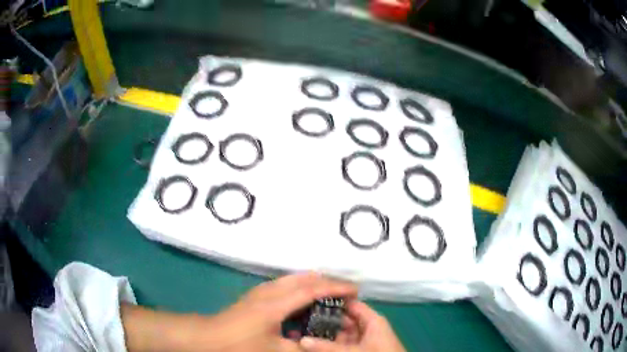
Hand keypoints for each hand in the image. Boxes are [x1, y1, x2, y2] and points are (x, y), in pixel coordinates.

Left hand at [207, 272, 356, 350]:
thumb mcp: (273, 351)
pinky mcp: (256, 295)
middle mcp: (270, 291)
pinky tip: (304, 298)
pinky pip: (285, 284)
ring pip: (293, 279)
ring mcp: (261, 291)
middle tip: (345, 290)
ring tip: (329, 292)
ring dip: (313, 282)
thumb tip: (317, 343)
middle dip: (327, 281)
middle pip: (304, 278)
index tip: (354, 289)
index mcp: (276, 304)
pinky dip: (301, 286)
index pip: (312, 290)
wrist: (209, 337)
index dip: (335, 288)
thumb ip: (300, 347)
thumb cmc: (240, 345)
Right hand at [299, 300, 404, 351]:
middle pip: (343, 320)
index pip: (351, 305)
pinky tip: (314, 345)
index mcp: (372, 321)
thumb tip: (302, 340)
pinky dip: (330, 345)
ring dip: (325, 335)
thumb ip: (327, 347)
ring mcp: (363, 342)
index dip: (332, 302)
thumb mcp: (352, 351)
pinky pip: (342, 345)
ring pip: (341, 334)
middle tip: (300, 319)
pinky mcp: (360, 351)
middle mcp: (367, 329)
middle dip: (323, 321)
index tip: (309, 300)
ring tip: (302, 331)